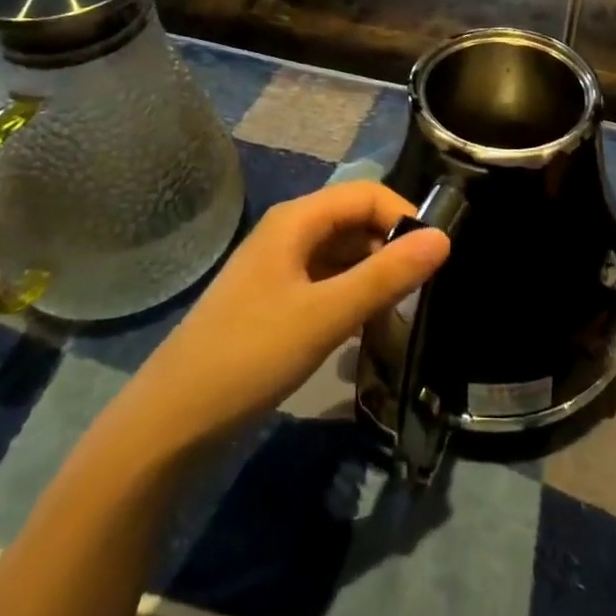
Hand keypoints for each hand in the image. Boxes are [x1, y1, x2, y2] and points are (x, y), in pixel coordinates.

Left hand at [122, 183, 449, 456]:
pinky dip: (352, 296)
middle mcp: (289, 232)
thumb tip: (444, 238)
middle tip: (421, 292)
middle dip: (391, 248)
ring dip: (374, 276)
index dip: (404, 216)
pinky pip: (326, 282)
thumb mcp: (326, 315)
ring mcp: (279, 267)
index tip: (435, 257)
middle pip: (355, 221)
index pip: (367, 194)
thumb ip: (386, 275)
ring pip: (342, 254)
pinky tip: (365, 330)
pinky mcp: (275, 300)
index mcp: (297, 220)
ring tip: (398, 314)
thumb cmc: (250, 355)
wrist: (171, 421)